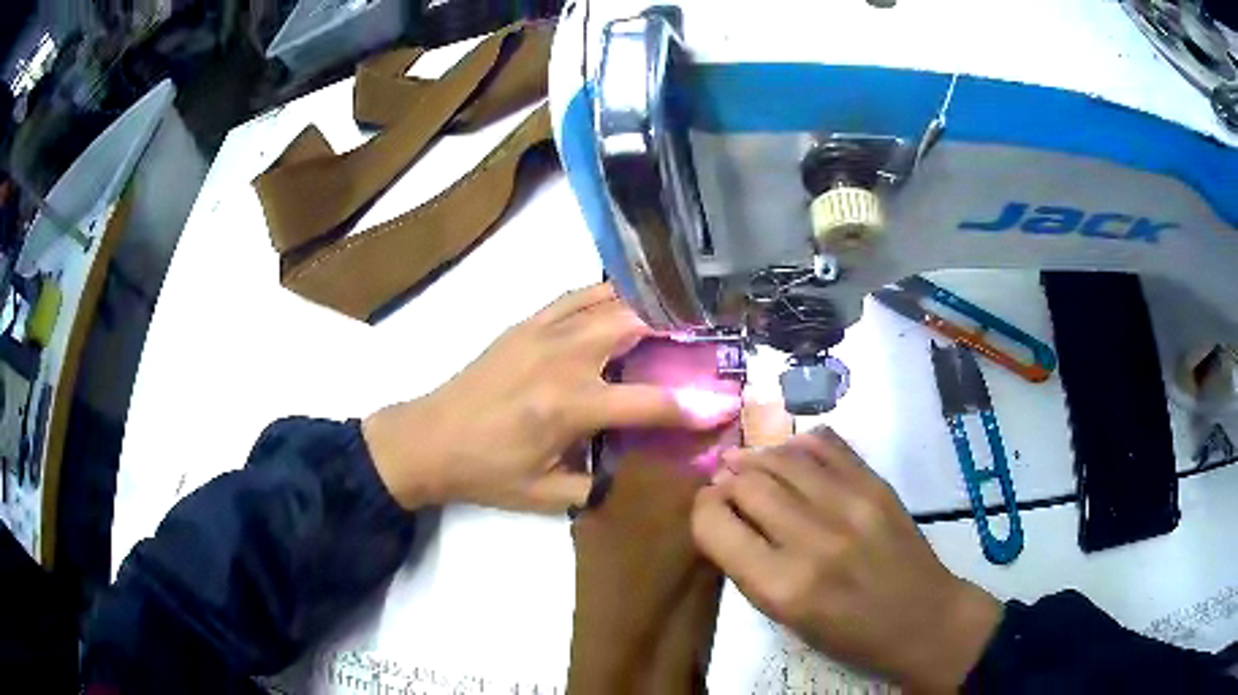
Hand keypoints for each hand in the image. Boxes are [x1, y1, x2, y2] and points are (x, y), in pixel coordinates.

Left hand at [363, 283, 741, 512]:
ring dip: (645, 306)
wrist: (427, 440)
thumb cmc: (485, 472)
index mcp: (568, 407)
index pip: (649, 403)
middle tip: (704, 339)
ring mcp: (541, 333)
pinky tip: (624, 301)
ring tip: (674, 315)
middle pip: (634, 327)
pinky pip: (574, 296)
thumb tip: (641, 475)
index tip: (724, 405)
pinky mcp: (524, 324)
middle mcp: (561, 359)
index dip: (693, 407)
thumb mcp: (545, 496)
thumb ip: (599, 487)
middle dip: (677, 331)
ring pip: (607, 302)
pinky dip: (606, 294)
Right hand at [691, 427, 1001, 691]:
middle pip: (747, 482)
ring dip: (758, 458)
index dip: (702, 510)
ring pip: (782, 456)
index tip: (708, 509)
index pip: (715, 524)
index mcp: (782, 586)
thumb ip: (750, 565)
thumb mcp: (784, 617)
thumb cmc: (848, 634)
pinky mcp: (877, 484)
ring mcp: (850, 504)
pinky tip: (792, 457)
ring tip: (751, 466)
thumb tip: (724, 513)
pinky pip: (825, 444)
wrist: (921, 618)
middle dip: (727, 481)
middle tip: (727, 487)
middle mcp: (812, 539)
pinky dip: (798, 445)